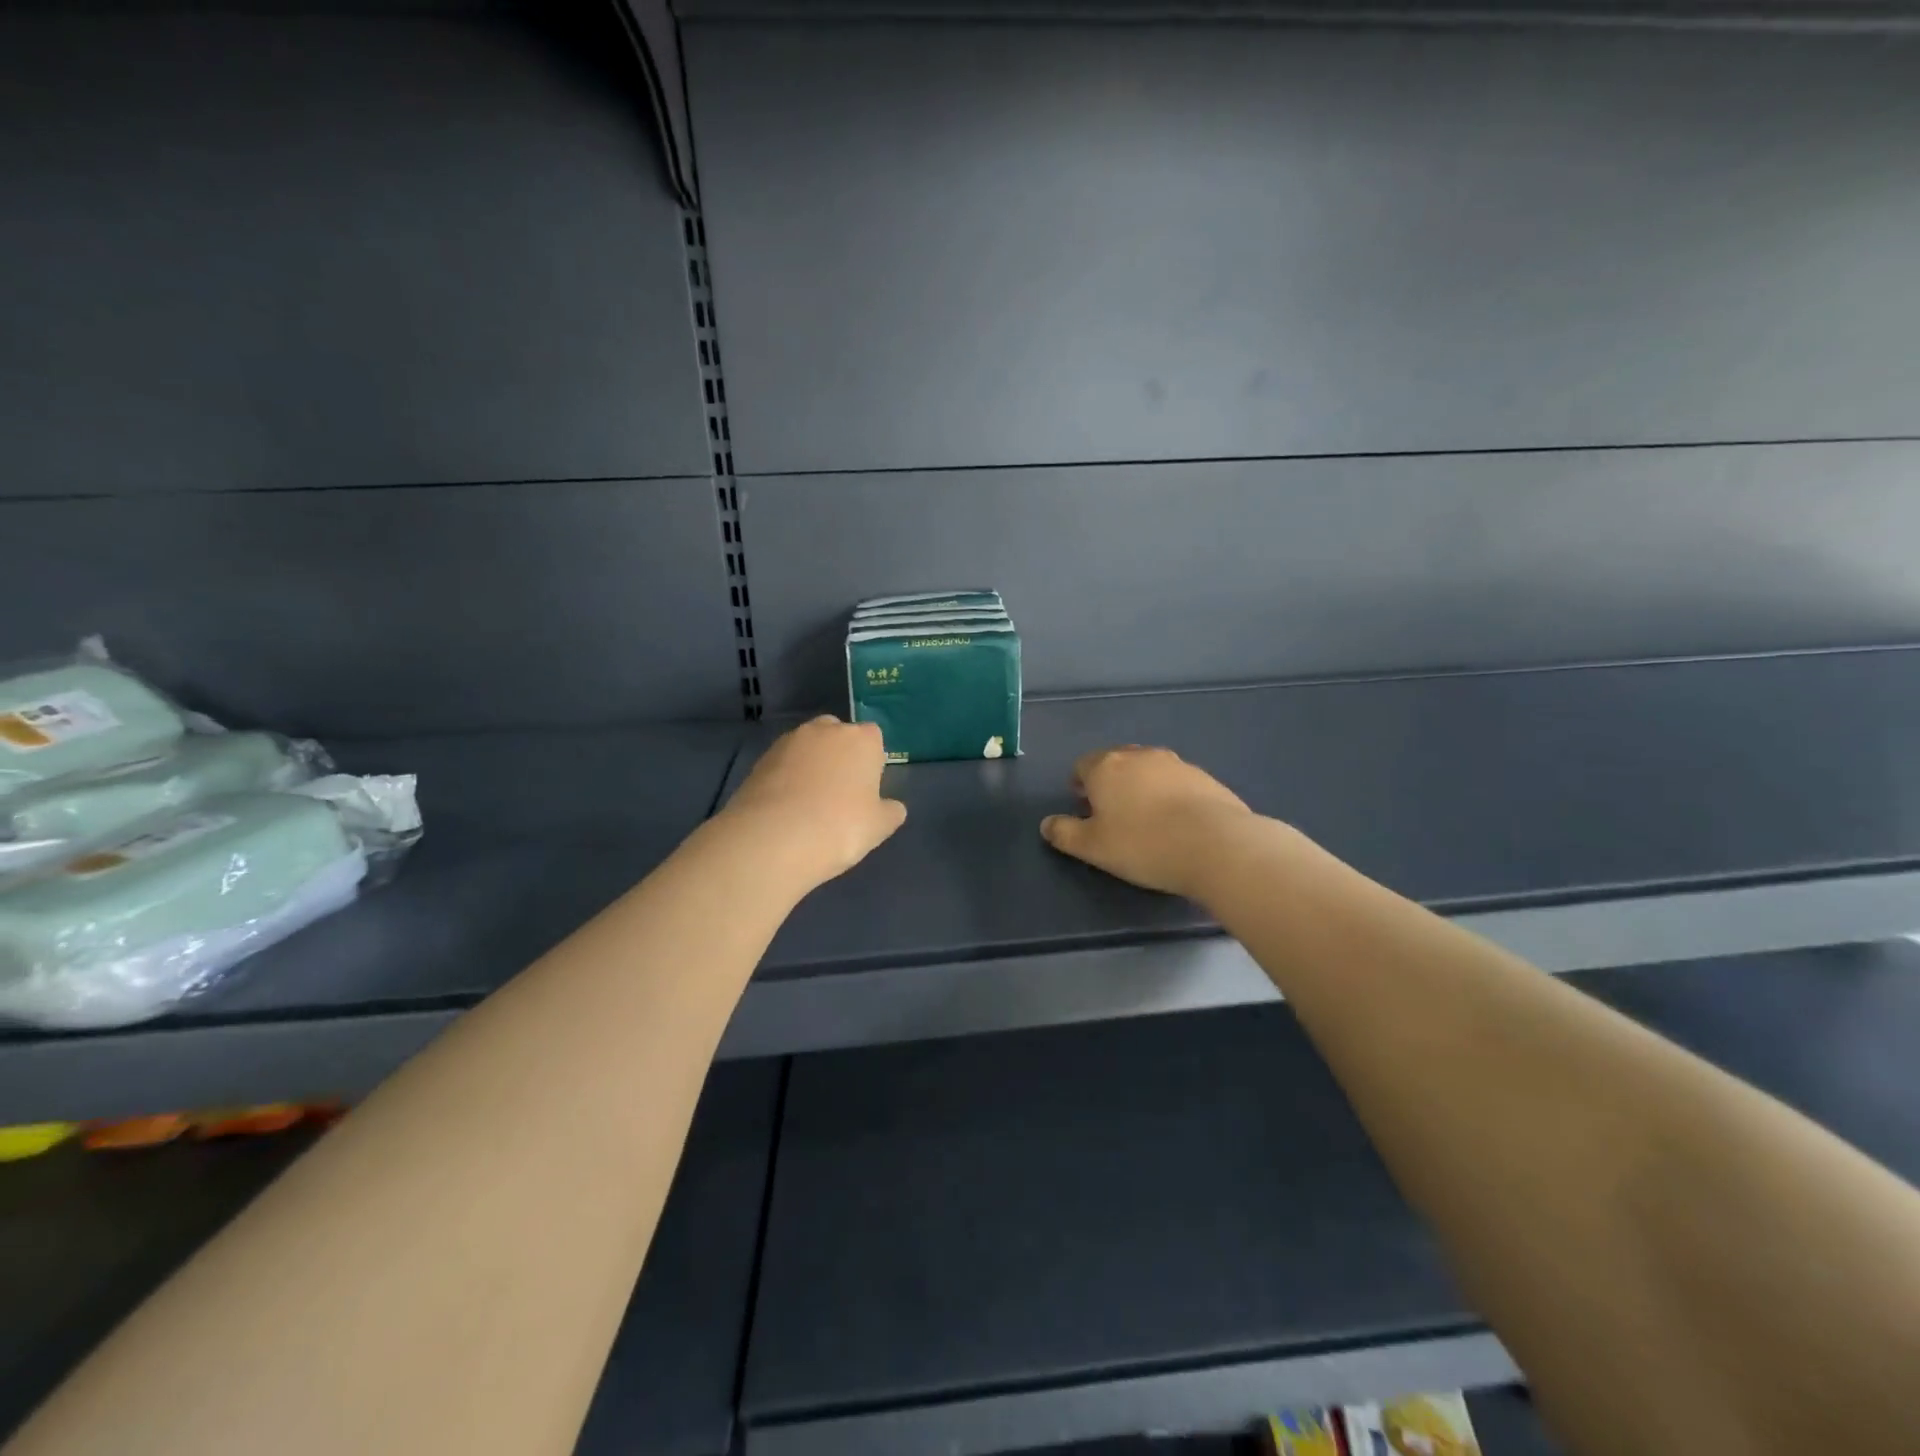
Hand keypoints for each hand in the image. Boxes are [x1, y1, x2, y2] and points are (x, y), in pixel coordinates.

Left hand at [722, 716, 906, 889]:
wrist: (773, 839)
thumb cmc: (840, 827)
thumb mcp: (879, 827)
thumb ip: (890, 811)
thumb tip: (891, 807)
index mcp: (862, 739)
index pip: (873, 738)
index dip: (871, 762)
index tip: (866, 789)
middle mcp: (826, 730)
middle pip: (838, 735)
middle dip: (840, 756)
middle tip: (839, 793)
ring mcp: (789, 741)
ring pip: (808, 748)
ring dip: (811, 765)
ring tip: (808, 803)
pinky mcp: (761, 759)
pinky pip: (783, 764)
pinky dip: (787, 778)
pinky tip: (786, 808)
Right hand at [1041, 745, 1252, 898]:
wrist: (1215, 845)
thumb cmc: (1143, 844)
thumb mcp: (1093, 847)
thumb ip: (1064, 834)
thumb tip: (1047, 824)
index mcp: (1106, 767)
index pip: (1083, 765)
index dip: (1079, 783)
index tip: (1082, 804)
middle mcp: (1140, 756)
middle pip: (1116, 761)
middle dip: (1110, 781)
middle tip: (1111, 810)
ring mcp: (1176, 764)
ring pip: (1148, 769)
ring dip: (1141, 785)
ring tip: (1145, 816)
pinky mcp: (1205, 778)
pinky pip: (1176, 782)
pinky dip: (1169, 794)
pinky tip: (1176, 821)